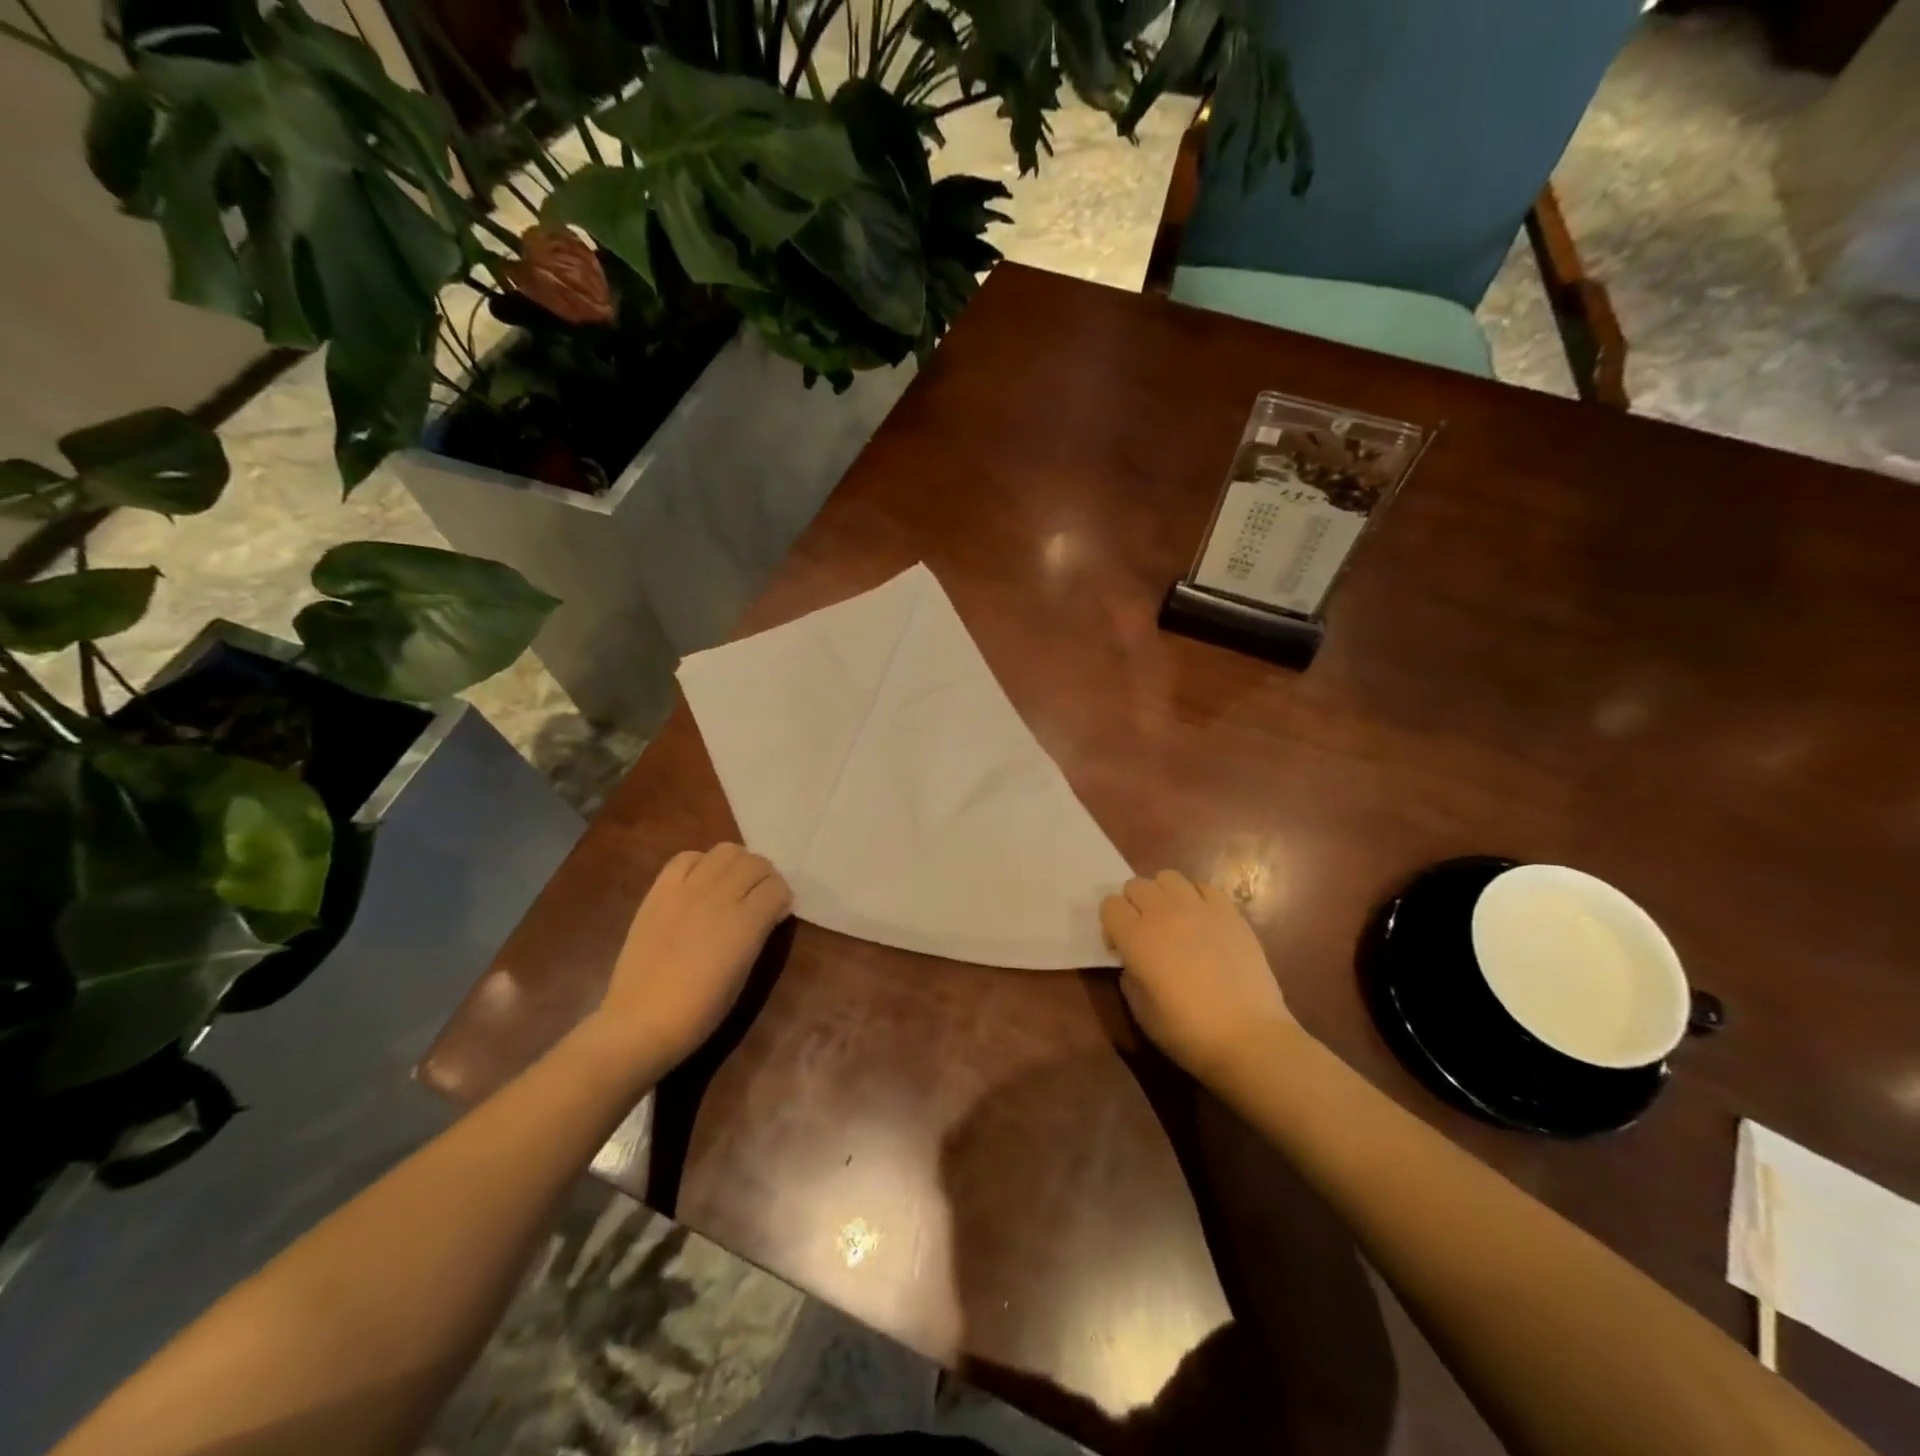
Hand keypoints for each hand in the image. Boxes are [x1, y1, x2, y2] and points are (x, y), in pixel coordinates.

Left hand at [591, 843, 791, 1075]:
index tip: (777, 914)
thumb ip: (757, 933)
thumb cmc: (701, 1010)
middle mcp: (719, 897)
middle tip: (758, 897)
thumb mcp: (744, 972)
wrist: (641, 1021)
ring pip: (726, 851)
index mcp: (746, 923)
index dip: (782, 899)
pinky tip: (700, 883)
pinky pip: (686, 858)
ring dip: (737, 864)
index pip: (777, 887)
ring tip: (731, 885)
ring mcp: (687, 890)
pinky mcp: (659, 890)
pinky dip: (701, 864)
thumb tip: (766, 913)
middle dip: (764, 877)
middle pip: (756, 862)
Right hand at [1100, 869, 1296, 1085]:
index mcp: (1136, 937)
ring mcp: (1199, 909)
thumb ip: (1129, 975)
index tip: (1121, 948)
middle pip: (1136, 885)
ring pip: (1168, 877)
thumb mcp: (1140, 1010)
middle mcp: (1163, 913)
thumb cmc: (1187, 1032)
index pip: (1110, 905)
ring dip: (1163, 895)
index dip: (1111, 925)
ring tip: (1173, 921)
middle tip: (1146, 933)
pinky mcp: (1229, 912)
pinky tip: (1202, 922)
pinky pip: (1203, 887)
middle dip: (1134, 905)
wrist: (1248, 1037)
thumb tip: (1134, 961)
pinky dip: (1196, 898)